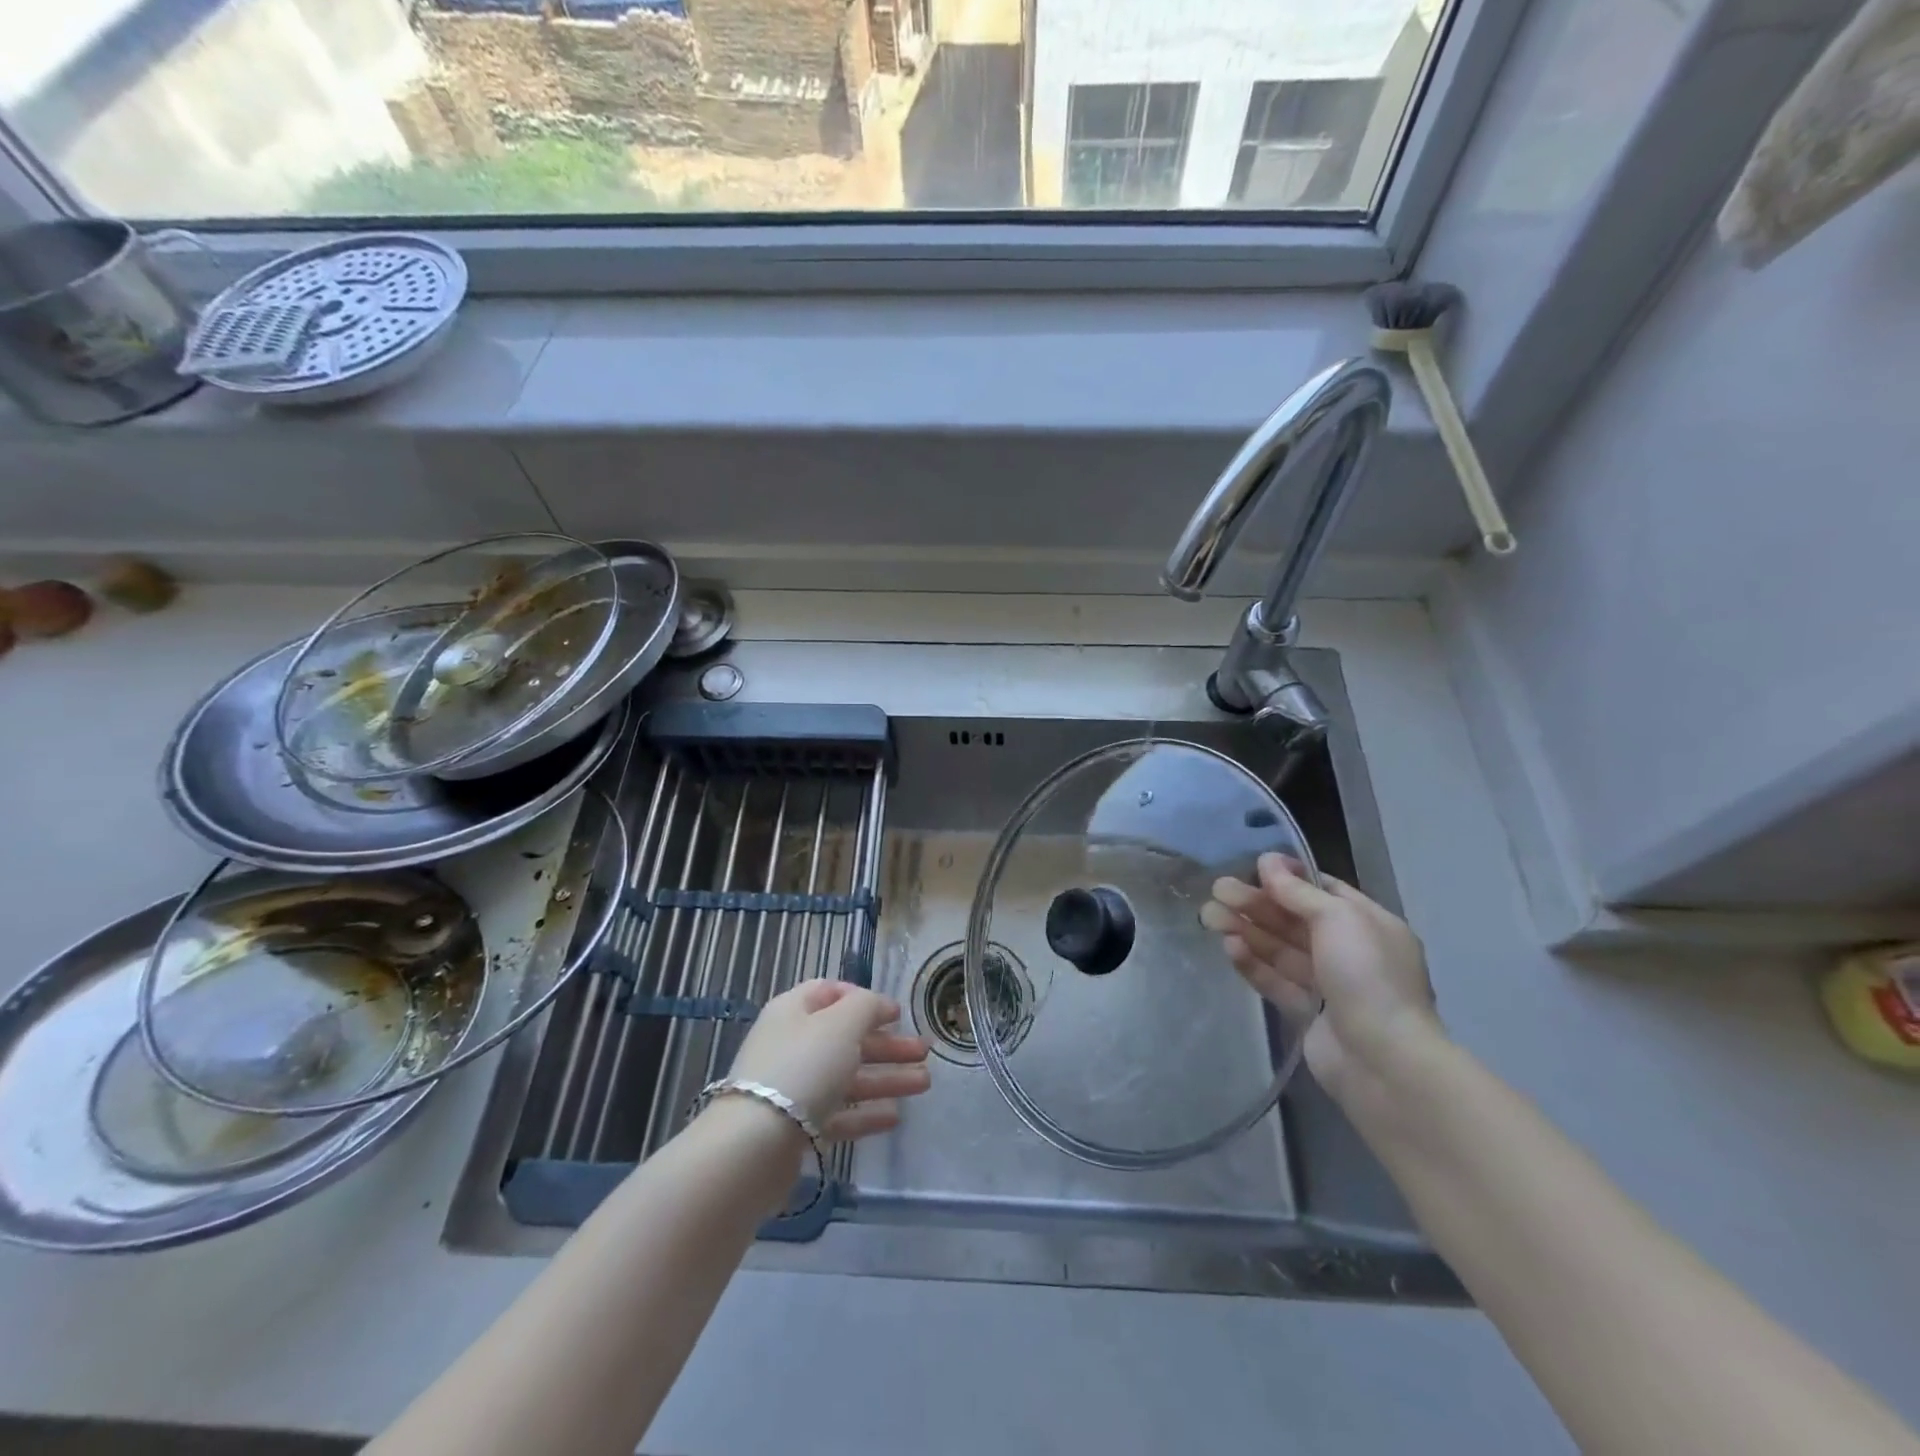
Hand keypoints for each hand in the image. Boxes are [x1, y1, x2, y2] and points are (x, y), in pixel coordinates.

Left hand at [726, 980, 931, 1141]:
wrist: (755, 1145)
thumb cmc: (803, 1067)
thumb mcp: (842, 1023)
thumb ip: (867, 1006)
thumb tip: (879, 1005)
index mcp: (795, 1010)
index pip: (831, 993)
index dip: (865, 1000)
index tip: (896, 1014)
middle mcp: (792, 1044)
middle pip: (846, 1038)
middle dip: (887, 1044)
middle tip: (923, 1052)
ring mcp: (793, 1088)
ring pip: (847, 1077)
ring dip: (886, 1078)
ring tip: (924, 1083)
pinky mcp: (795, 1128)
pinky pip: (838, 1113)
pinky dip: (866, 1113)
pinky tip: (895, 1116)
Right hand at [1201, 854, 1442, 1123]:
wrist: (1383, 1060)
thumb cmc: (1367, 975)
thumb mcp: (1338, 918)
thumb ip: (1298, 891)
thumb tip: (1267, 860)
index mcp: (1369, 924)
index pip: (1324, 891)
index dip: (1288, 878)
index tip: (1252, 867)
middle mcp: (1351, 951)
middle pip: (1295, 920)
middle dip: (1256, 904)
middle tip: (1217, 889)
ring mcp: (1330, 985)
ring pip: (1281, 949)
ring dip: (1247, 930)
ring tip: (1209, 916)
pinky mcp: (1308, 1013)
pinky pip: (1276, 980)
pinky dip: (1253, 963)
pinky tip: (1229, 947)